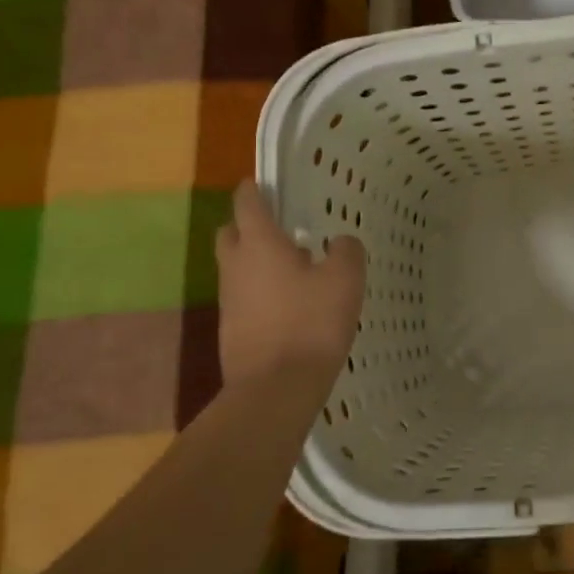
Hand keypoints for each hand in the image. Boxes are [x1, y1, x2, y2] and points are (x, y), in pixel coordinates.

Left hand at [216, 180, 364, 389]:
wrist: (276, 389)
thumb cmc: (311, 323)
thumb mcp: (345, 279)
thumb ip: (345, 251)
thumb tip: (339, 242)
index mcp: (259, 244)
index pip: (246, 203)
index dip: (254, 189)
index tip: (263, 183)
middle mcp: (236, 266)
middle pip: (231, 233)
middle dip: (248, 224)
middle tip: (279, 227)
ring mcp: (228, 301)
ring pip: (237, 267)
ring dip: (257, 261)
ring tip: (294, 268)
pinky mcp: (231, 330)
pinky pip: (243, 297)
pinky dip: (260, 292)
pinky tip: (290, 305)